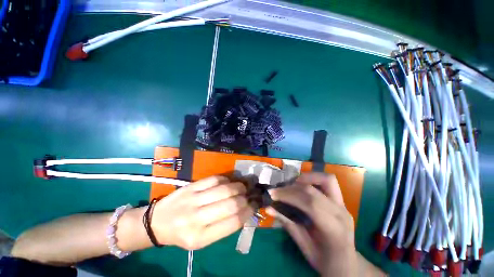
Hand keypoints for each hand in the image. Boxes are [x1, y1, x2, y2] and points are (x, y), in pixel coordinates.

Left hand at [151, 176, 253, 249]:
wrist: (157, 223)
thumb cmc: (183, 234)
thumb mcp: (203, 240)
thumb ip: (224, 226)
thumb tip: (244, 210)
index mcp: (201, 238)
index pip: (233, 223)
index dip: (248, 212)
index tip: (253, 205)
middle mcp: (197, 219)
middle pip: (230, 204)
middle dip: (244, 198)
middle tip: (248, 195)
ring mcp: (193, 200)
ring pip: (224, 189)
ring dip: (238, 186)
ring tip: (242, 187)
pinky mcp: (191, 187)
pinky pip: (214, 179)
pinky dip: (226, 179)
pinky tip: (228, 182)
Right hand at [266, 172, 357, 276]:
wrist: (348, 265)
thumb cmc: (326, 262)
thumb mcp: (305, 247)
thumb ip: (288, 225)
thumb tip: (269, 208)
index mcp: (334, 229)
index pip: (309, 203)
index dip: (289, 195)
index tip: (272, 194)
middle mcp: (341, 213)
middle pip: (313, 190)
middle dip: (291, 187)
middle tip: (278, 191)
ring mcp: (343, 205)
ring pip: (326, 179)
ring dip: (306, 178)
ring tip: (292, 185)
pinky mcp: (341, 201)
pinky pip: (327, 182)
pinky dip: (313, 179)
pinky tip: (303, 187)